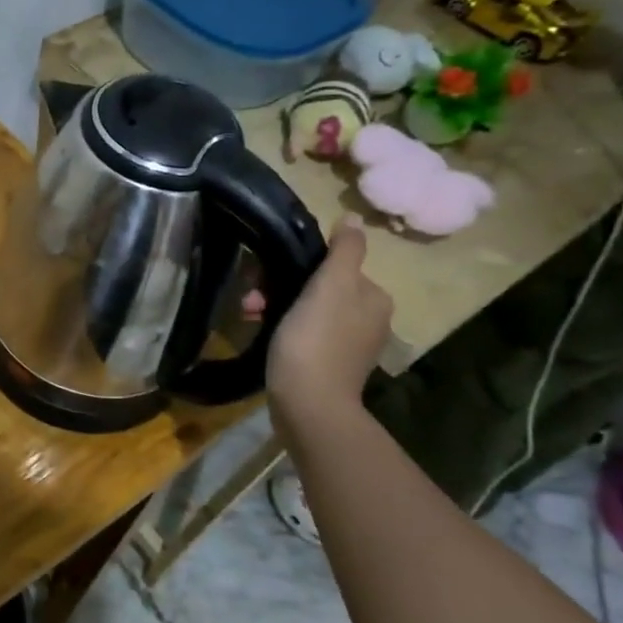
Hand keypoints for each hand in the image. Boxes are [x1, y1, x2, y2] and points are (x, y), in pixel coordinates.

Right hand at [266, 215, 391, 412]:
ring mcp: (348, 345)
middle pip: (318, 288)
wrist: (308, 403)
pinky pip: (302, 334)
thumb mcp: (331, 286)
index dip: (296, 266)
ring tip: (249, 316)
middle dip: (279, 288)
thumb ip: (345, 250)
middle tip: (251, 301)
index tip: (265, 277)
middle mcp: (368, 319)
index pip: (333, 266)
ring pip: (306, 310)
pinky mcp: (327, 365)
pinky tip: (260, 333)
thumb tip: (356, 218)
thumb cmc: (316, 339)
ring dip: (274, 307)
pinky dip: (281, 329)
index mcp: (374, 297)